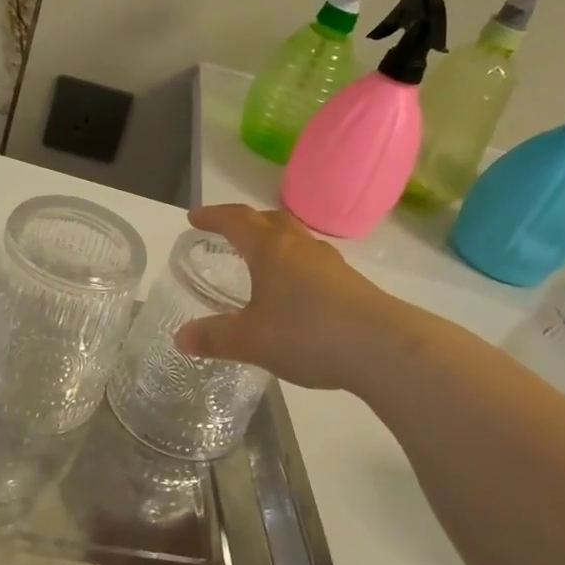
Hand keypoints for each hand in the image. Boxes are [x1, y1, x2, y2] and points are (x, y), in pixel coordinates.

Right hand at [174, 204, 401, 391]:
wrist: (383, 347)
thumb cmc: (307, 333)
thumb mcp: (250, 340)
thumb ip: (214, 337)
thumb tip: (181, 338)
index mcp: (270, 250)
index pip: (236, 220)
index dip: (213, 216)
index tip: (194, 218)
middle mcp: (299, 247)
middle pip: (270, 220)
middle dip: (246, 222)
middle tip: (228, 233)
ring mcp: (330, 263)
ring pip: (295, 240)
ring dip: (274, 242)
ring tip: (261, 261)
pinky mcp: (350, 284)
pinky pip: (313, 263)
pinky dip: (295, 266)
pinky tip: (294, 292)